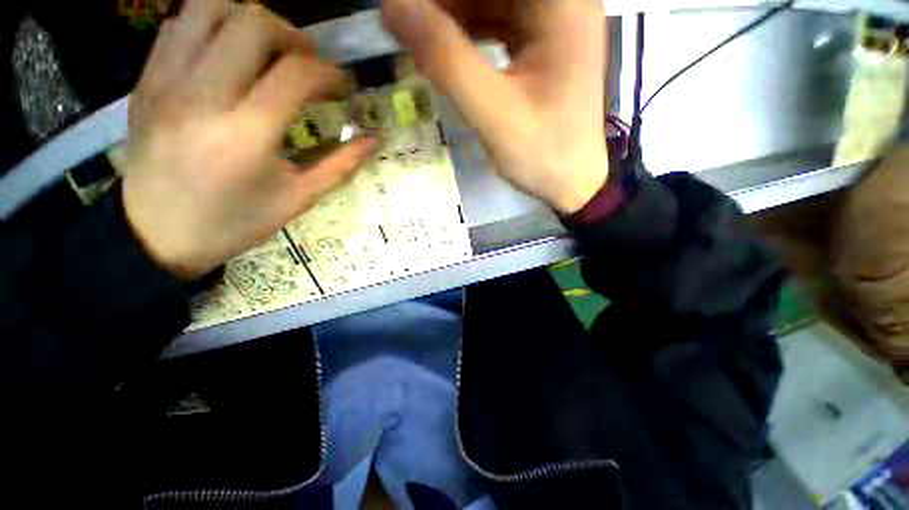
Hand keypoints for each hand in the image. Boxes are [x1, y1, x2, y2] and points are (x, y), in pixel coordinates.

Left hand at [119, 0, 376, 279]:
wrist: (157, 235)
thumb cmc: (235, 222)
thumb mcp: (298, 199)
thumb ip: (340, 166)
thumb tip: (374, 140)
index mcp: (247, 133)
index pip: (296, 73)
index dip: (330, 74)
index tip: (344, 88)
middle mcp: (202, 95)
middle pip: (253, 23)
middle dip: (293, 37)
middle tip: (308, 65)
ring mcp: (166, 81)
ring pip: (209, 8)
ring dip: (250, 21)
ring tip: (269, 51)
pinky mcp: (146, 80)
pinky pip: (180, 25)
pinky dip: (213, 27)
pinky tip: (230, 56)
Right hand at [382, 0, 608, 213]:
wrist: (572, 183)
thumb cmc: (542, 154)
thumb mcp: (493, 112)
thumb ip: (446, 59)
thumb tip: (393, 7)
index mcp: (562, 5)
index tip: (410, 10)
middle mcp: (563, 3)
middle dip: (448, 5)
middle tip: (410, 25)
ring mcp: (555, 25)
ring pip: (495, 1)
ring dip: (454, 15)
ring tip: (421, 39)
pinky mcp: (544, 47)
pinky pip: (501, 24)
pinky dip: (470, 34)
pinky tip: (447, 52)